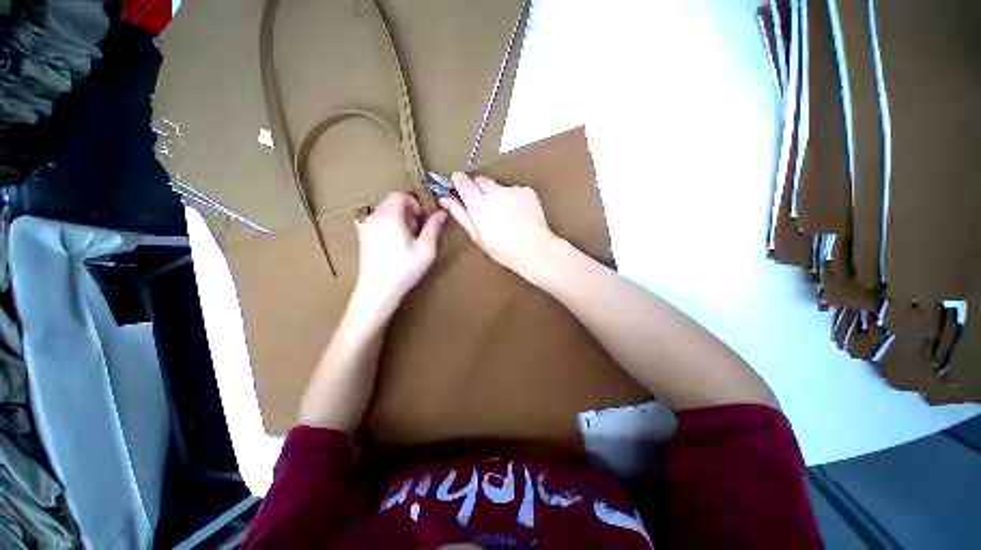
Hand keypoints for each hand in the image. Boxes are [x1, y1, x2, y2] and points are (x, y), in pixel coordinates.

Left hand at [353, 192, 446, 314]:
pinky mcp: (364, 238)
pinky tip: (397, 245)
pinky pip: (379, 222)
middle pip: (392, 203)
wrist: (377, 290)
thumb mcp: (426, 249)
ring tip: (409, 239)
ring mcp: (366, 227)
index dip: (414, 203)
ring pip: (385, 212)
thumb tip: (441, 213)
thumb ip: (434, 227)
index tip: (423, 219)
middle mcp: (375, 217)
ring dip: (400, 219)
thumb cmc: (405, 269)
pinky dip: (390, 226)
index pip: (400, 195)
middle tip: (418, 231)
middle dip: (408, 212)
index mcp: (389, 216)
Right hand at [439, 172, 557, 277]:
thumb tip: (445, 199)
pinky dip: (514, 199)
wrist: (534, 249)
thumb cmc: (503, 249)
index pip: (462, 180)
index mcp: (478, 203)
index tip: (459, 187)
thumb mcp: (477, 236)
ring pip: (499, 186)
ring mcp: (512, 189)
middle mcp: (494, 191)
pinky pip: (515, 190)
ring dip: (497, 195)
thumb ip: (461, 214)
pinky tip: (519, 214)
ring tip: (506, 215)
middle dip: (478, 188)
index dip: (459, 182)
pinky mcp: (527, 190)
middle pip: (480, 179)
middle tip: (484, 207)